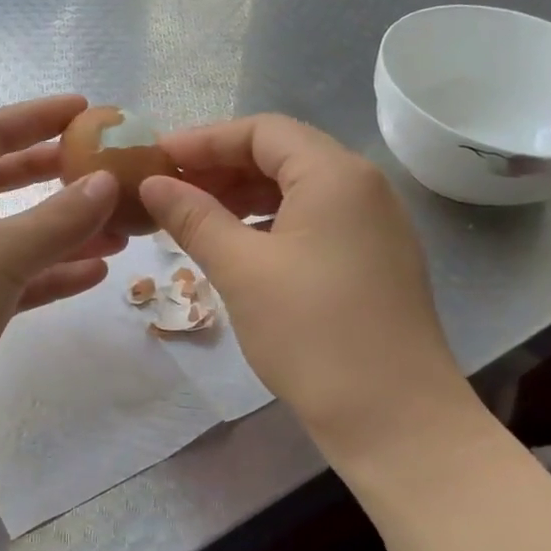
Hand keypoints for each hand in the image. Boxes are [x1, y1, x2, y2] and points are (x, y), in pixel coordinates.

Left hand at [0, 96, 124, 466]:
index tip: (85, 110)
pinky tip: (95, 273)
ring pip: (11, 236)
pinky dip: (50, 275)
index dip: (34, 117)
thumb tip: (107, 182)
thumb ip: (58, 217)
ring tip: (118, 228)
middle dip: (51, 174)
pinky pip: (12, 281)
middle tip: (104, 166)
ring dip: (62, 231)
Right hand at [139, 114, 479, 467]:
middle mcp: (363, 186)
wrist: (395, 419)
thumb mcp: (241, 270)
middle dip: (223, 167)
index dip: (206, 140)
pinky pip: (316, 220)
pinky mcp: (376, 258)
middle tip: (172, 189)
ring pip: (300, 188)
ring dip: (246, 195)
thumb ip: (194, 217)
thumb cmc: (312, 334)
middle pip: (283, 154)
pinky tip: (242, 247)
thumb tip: (154, 183)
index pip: (262, 130)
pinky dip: (273, 222)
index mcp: (335, 174)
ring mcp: (376, 224)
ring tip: (197, 217)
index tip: (159, 158)